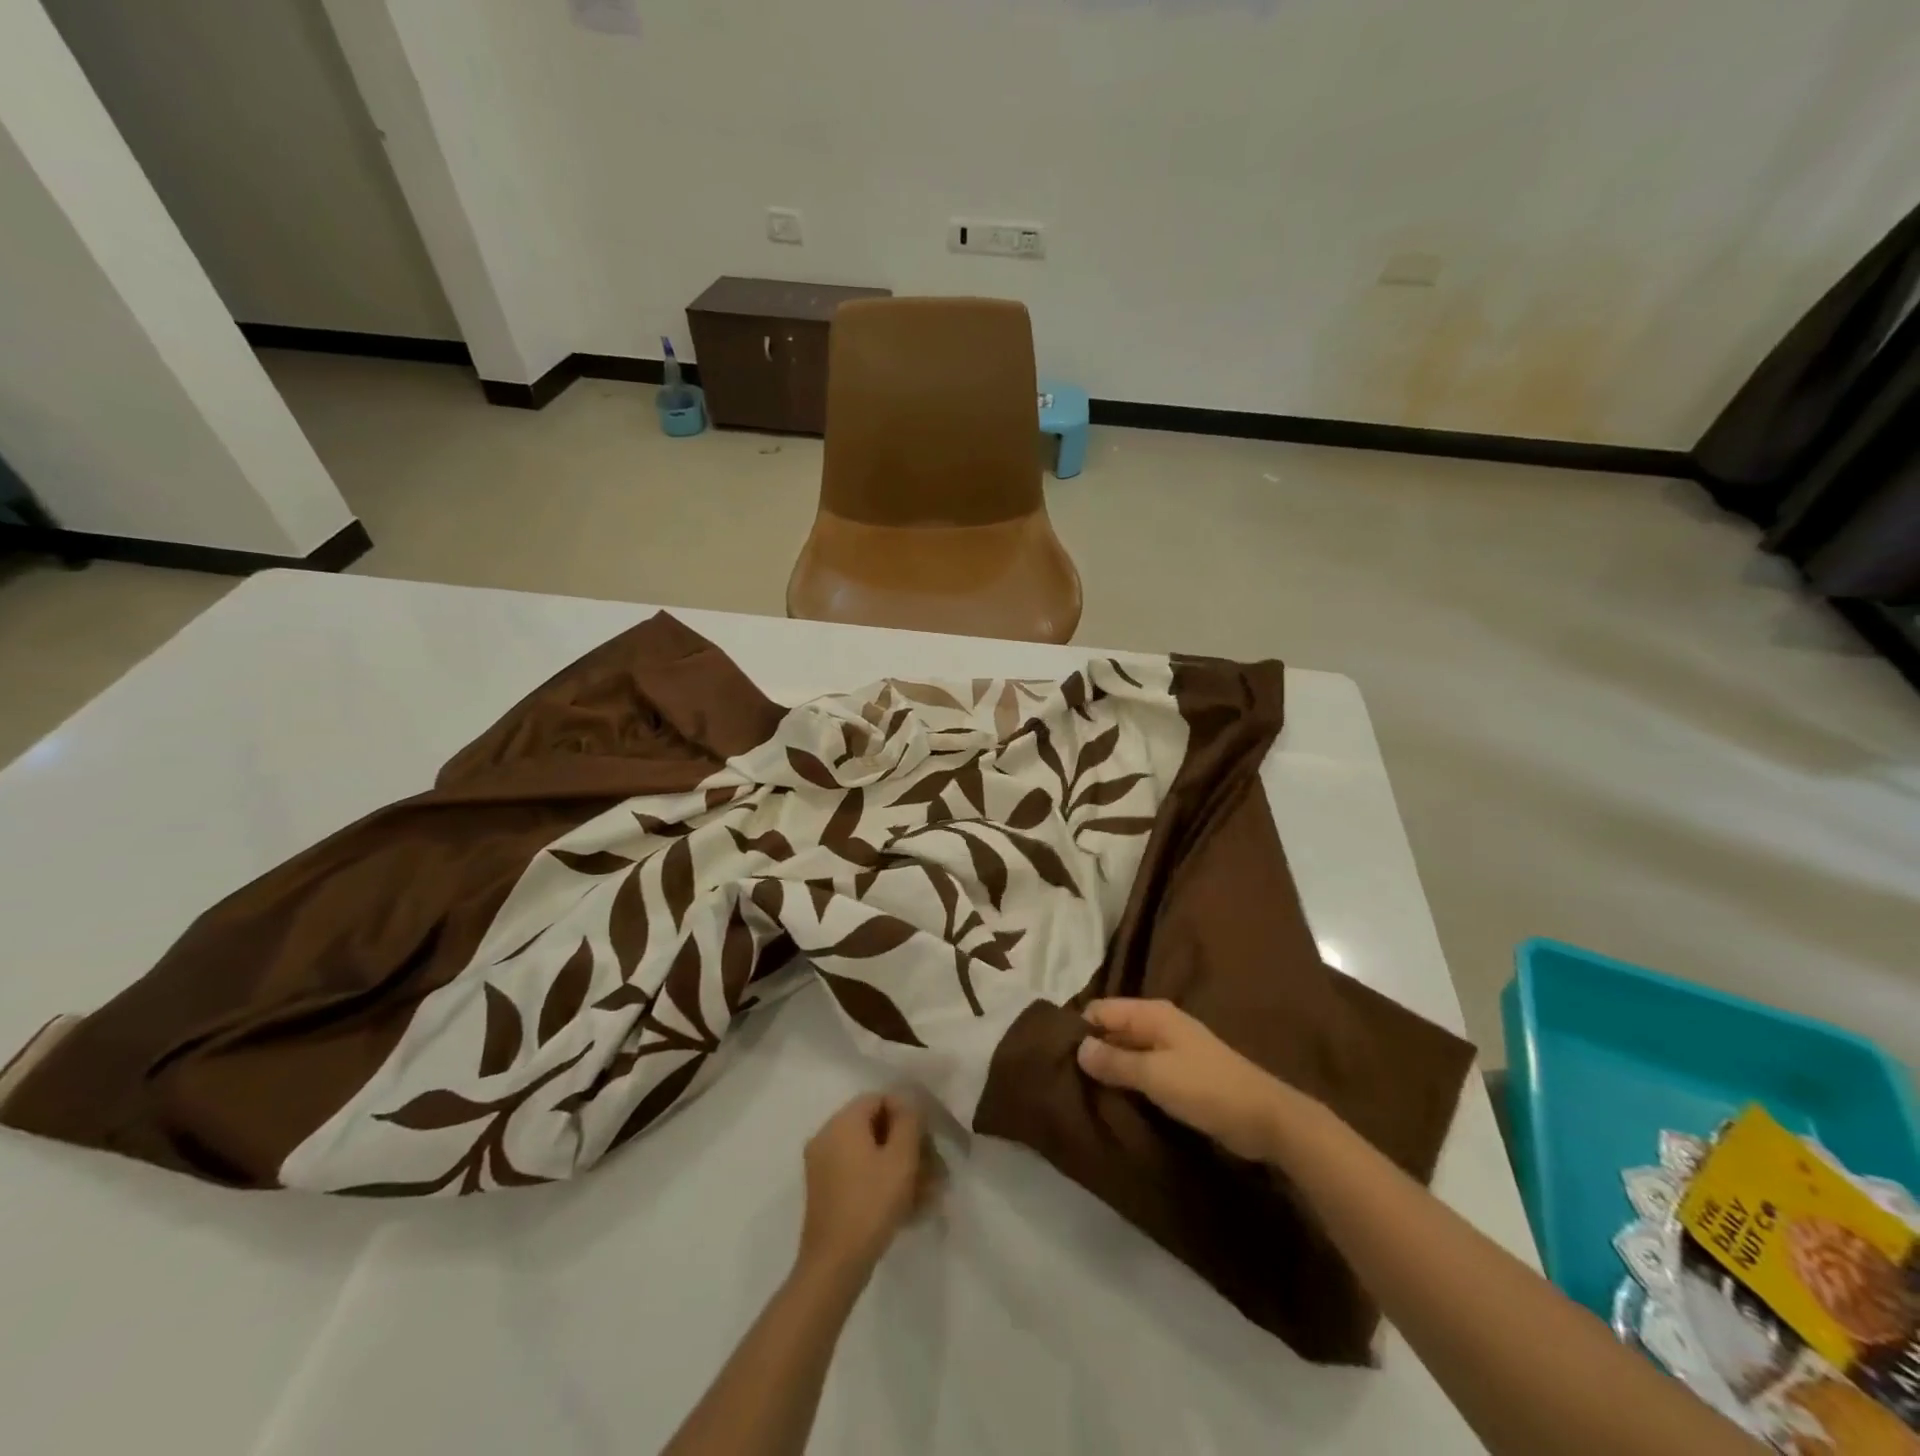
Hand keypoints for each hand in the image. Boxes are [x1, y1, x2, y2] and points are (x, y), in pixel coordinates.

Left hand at [797, 1093, 939, 1283]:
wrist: (833, 1266)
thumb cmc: (871, 1204)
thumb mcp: (901, 1158)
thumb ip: (908, 1121)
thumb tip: (907, 1103)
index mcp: (842, 1122)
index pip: (879, 1099)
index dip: (907, 1115)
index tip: (927, 1142)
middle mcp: (827, 1137)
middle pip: (874, 1127)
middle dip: (907, 1146)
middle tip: (933, 1170)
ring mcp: (823, 1166)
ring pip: (869, 1154)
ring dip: (899, 1168)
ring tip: (927, 1194)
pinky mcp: (825, 1193)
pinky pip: (858, 1175)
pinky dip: (882, 1183)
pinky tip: (908, 1207)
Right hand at [1077, 999, 1290, 1161]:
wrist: (1266, 1118)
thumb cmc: (1207, 1089)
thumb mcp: (1155, 1075)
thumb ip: (1115, 1062)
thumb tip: (1078, 1047)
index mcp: (1152, 1014)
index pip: (1102, 1010)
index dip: (1080, 1029)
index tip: (1057, 1056)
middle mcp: (1159, 1024)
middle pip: (1113, 1029)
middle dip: (1092, 1049)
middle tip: (1065, 1078)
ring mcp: (1172, 1049)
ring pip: (1128, 1051)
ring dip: (1110, 1068)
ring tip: (1083, 1091)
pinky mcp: (1181, 1074)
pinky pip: (1143, 1070)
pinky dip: (1129, 1080)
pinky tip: (1114, 1099)